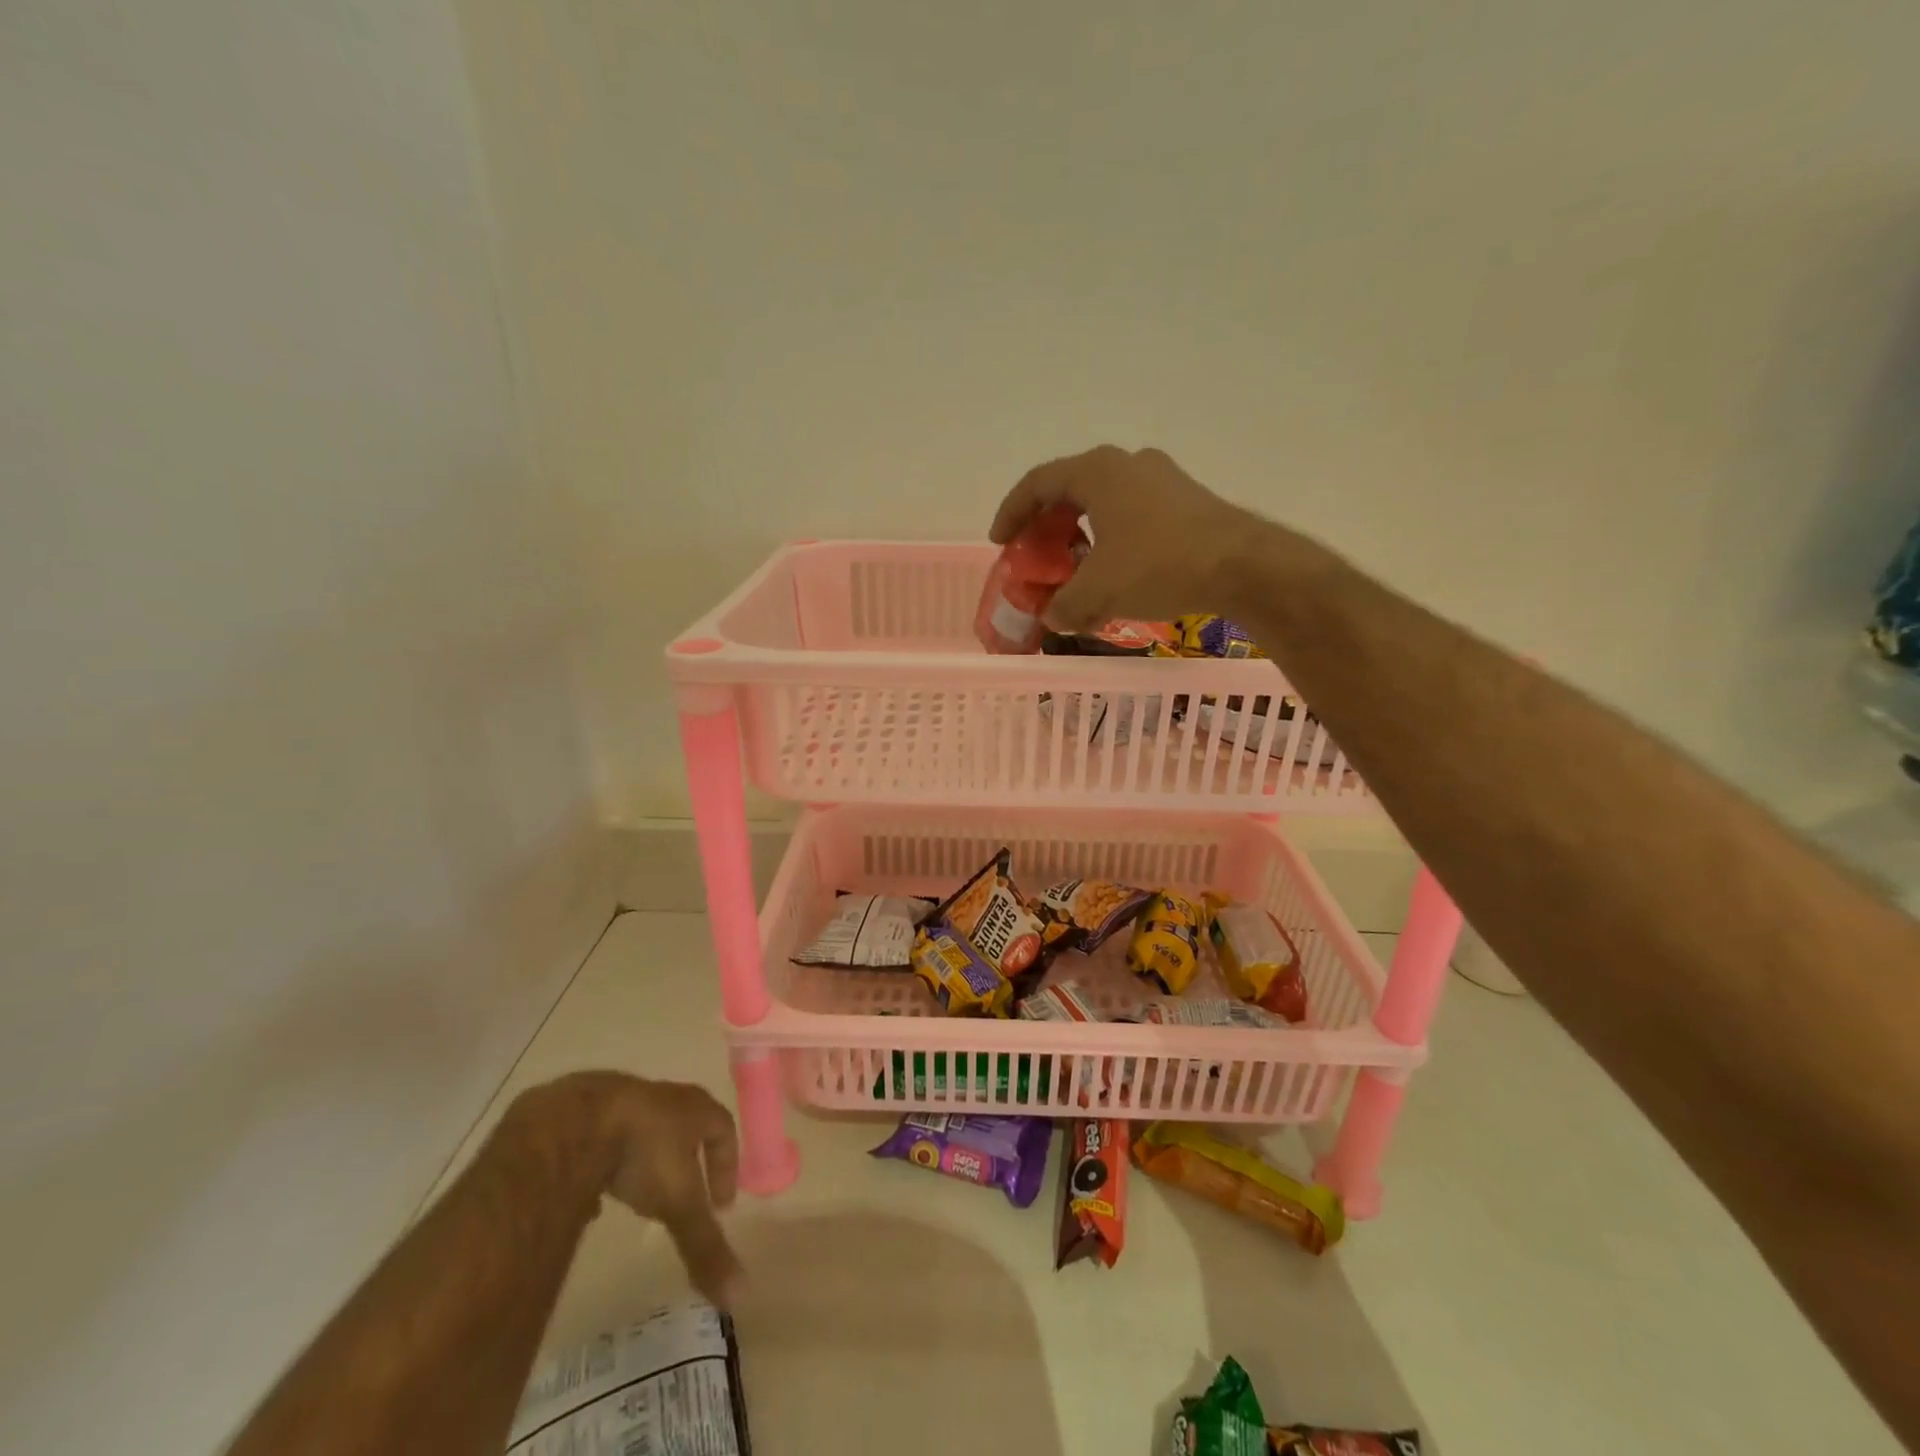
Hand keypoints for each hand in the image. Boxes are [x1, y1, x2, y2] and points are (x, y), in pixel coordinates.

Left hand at [506, 1072, 741, 1306]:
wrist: (571, 1122)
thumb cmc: (640, 1152)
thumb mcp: (678, 1203)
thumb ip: (705, 1245)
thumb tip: (739, 1295)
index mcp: (692, 1108)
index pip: (723, 1127)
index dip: (726, 1163)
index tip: (721, 1204)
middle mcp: (662, 1097)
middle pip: (684, 1123)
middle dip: (686, 1159)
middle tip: (681, 1198)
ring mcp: (618, 1099)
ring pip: (640, 1129)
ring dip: (643, 1160)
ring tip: (632, 1201)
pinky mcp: (579, 1112)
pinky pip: (599, 1139)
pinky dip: (601, 1166)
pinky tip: (588, 1197)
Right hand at [989, 445, 1253, 632]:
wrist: (1243, 566)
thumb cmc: (1158, 566)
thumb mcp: (1099, 592)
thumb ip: (1064, 605)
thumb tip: (1051, 617)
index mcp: (1098, 472)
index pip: (1038, 482)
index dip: (1012, 512)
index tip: (1000, 542)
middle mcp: (1128, 464)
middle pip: (1071, 490)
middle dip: (1047, 526)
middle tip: (1036, 556)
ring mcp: (1162, 479)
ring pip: (1104, 504)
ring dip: (1081, 536)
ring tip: (1074, 570)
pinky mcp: (1186, 501)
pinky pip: (1132, 515)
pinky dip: (1111, 541)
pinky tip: (1115, 574)